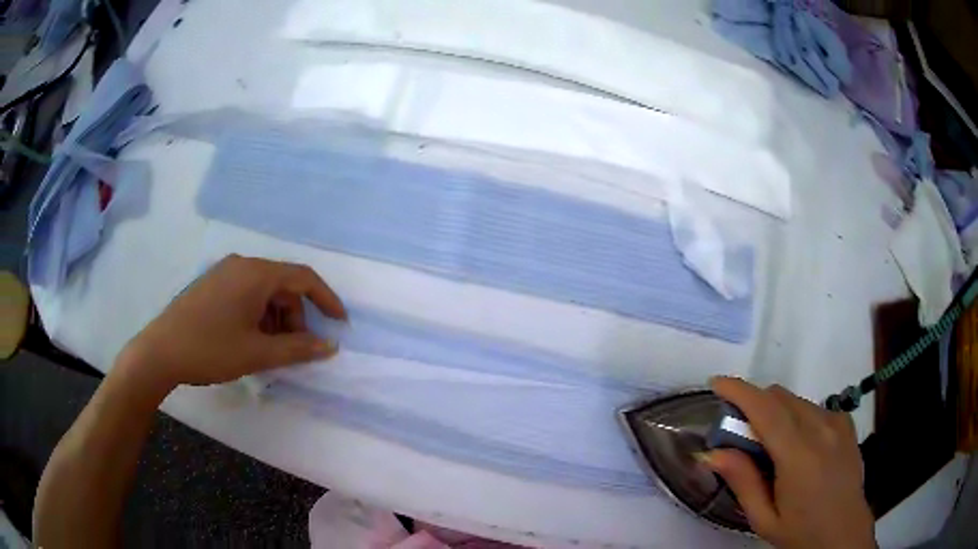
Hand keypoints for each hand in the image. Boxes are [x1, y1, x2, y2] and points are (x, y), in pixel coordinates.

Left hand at [116, 255, 345, 390]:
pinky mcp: (211, 285)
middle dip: (296, 317)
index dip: (326, 299)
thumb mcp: (258, 353)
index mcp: (255, 274)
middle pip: (282, 286)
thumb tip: (330, 346)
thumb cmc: (211, 349)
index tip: (340, 324)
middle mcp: (242, 265)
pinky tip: (249, 340)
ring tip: (270, 350)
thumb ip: (298, 349)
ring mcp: (224, 273)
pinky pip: (246, 294)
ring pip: (263, 291)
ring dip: (276, 319)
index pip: (303, 277)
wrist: (160, 351)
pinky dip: (258, 315)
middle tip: (296, 349)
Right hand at [707, 377, 874, 548]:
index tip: (717, 383)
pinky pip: (814, 408)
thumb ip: (742, 481)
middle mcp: (821, 428)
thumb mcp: (764, 518)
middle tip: (740, 433)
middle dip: (755, 403)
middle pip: (780, 397)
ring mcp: (837, 422)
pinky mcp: (846, 423)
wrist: (843, 533)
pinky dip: (797, 417)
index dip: (740, 391)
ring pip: (797, 401)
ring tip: (770, 446)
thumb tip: (713, 452)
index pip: (766, 410)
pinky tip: (799, 446)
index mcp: (799, 456)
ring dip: (776, 412)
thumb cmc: (800, 532)